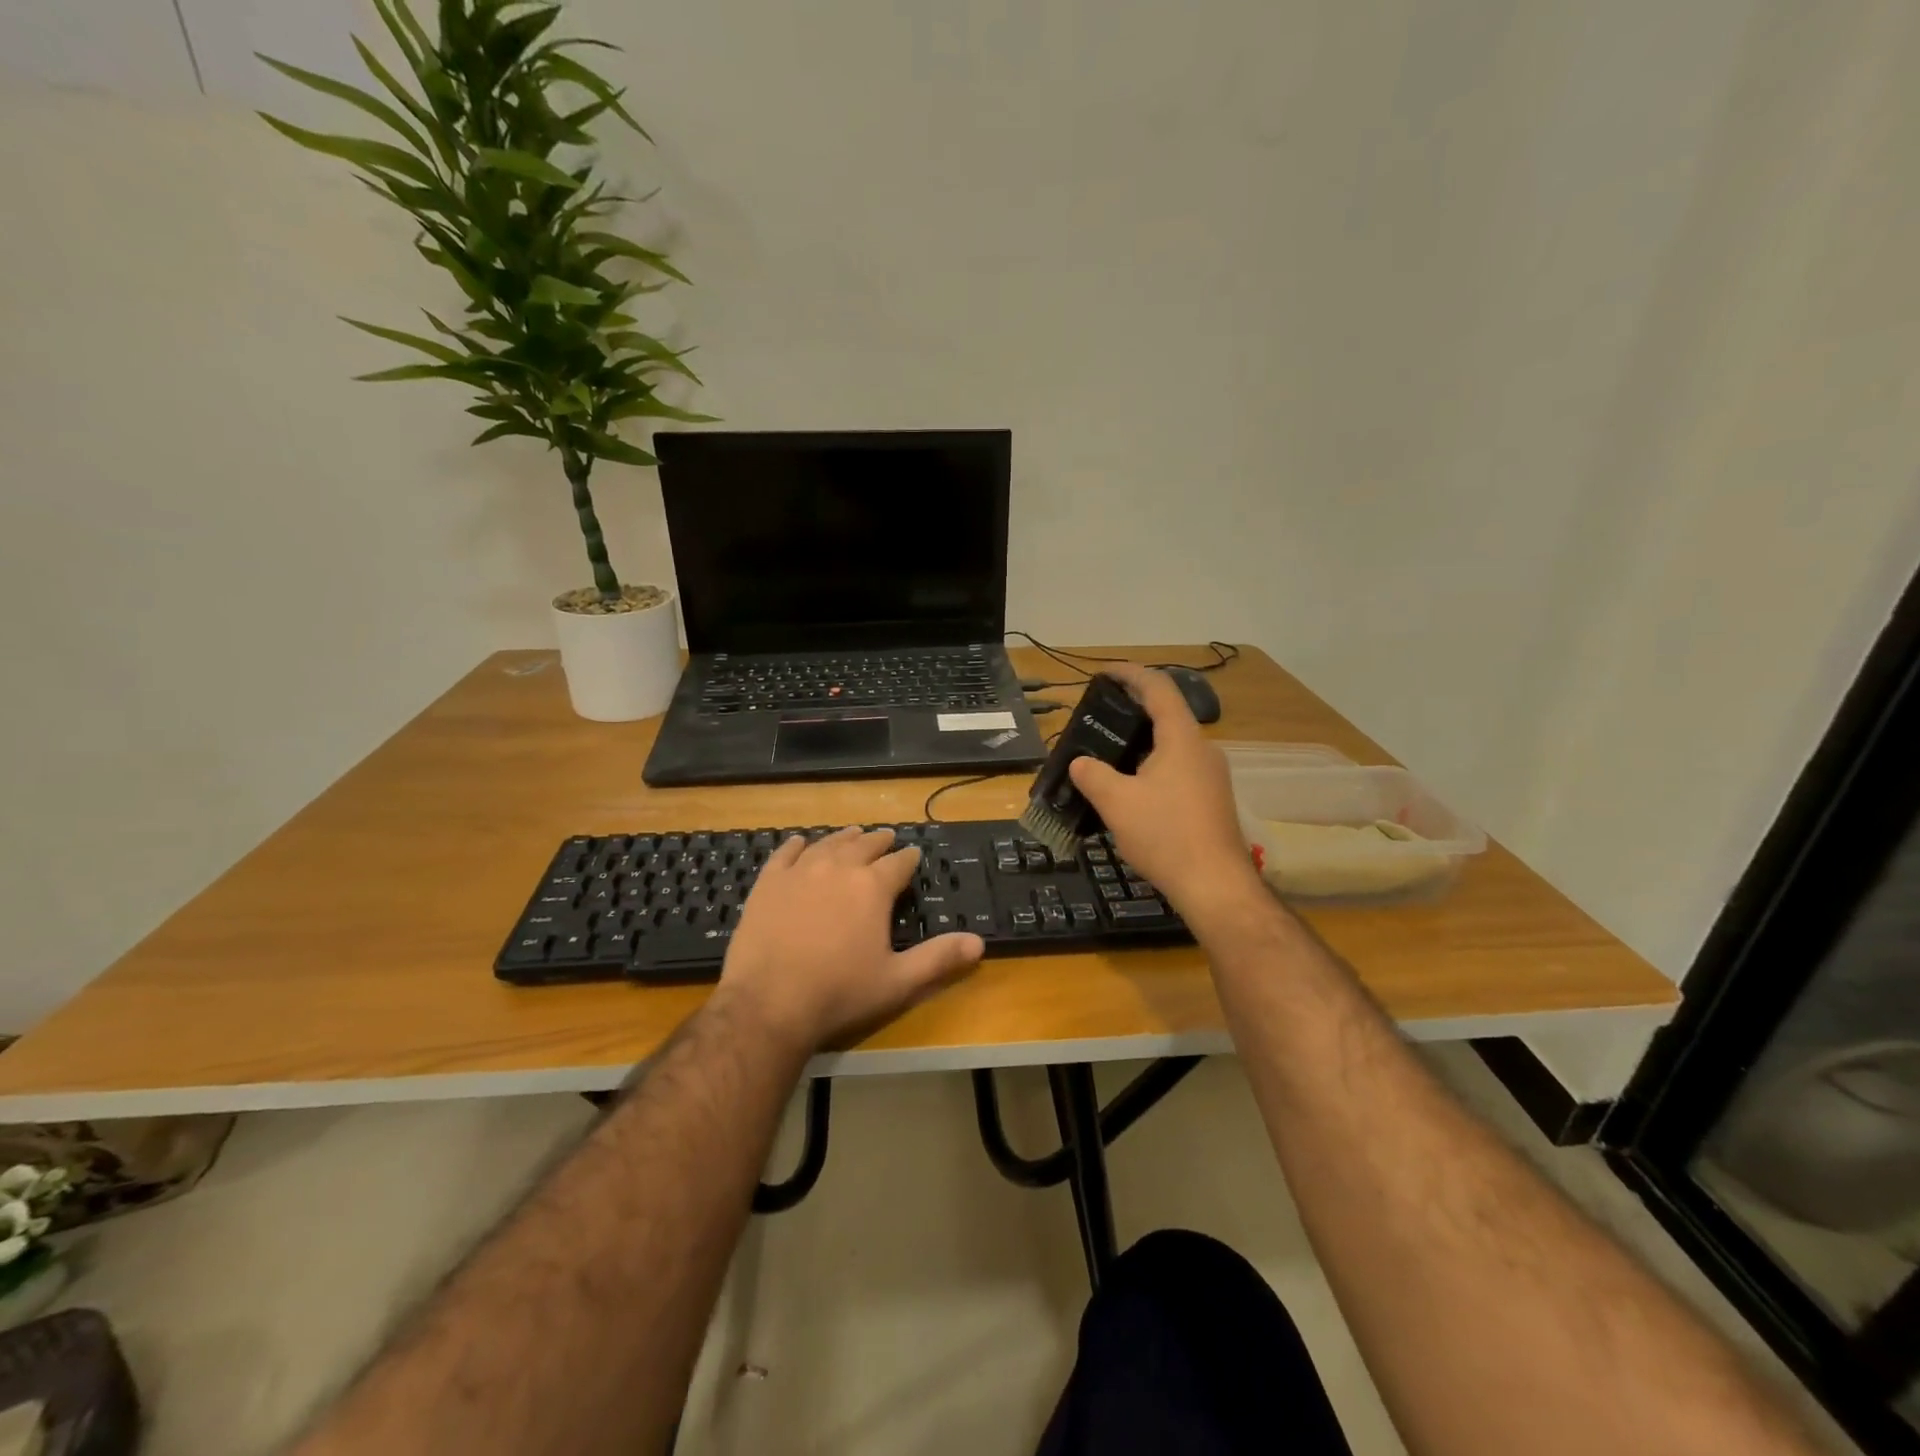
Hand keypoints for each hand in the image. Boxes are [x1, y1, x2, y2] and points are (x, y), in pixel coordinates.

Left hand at [718, 827, 984, 1051]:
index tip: (914, 854)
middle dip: (879, 841)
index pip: (898, 863)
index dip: (909, 858)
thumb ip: (938, 959)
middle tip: (887, 838)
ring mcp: (799, 872)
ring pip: (828, 844)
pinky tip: (801, 842)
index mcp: (872, 888)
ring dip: (844, 837)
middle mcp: (838, 868)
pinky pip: (785, 854)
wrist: (768, 1003)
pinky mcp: (769, 883)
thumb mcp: (897, 982)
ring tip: (853, 834)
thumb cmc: (839, 993)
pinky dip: (797, 845)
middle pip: (863, 845)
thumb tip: (979, 942)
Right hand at [1068, 663, 1260, 916]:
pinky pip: (1178, 769)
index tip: (1103, 672)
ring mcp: (1211, 776)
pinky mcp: (1212, 800)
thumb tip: (1079, 763)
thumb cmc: (1165, 835)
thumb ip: (1093, 775)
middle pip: (1167, 715)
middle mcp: (1202, 749)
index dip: (1130, 674)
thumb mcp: (1117, 803)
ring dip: (1141, 743)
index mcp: (1182, 738)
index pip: (1158, 688)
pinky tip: (1131, 789)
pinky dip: (1152, 766)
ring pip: (1172, 746)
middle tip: (1099, 718)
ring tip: (1108, 755)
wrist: (1215, 886)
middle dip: (1132, 711)